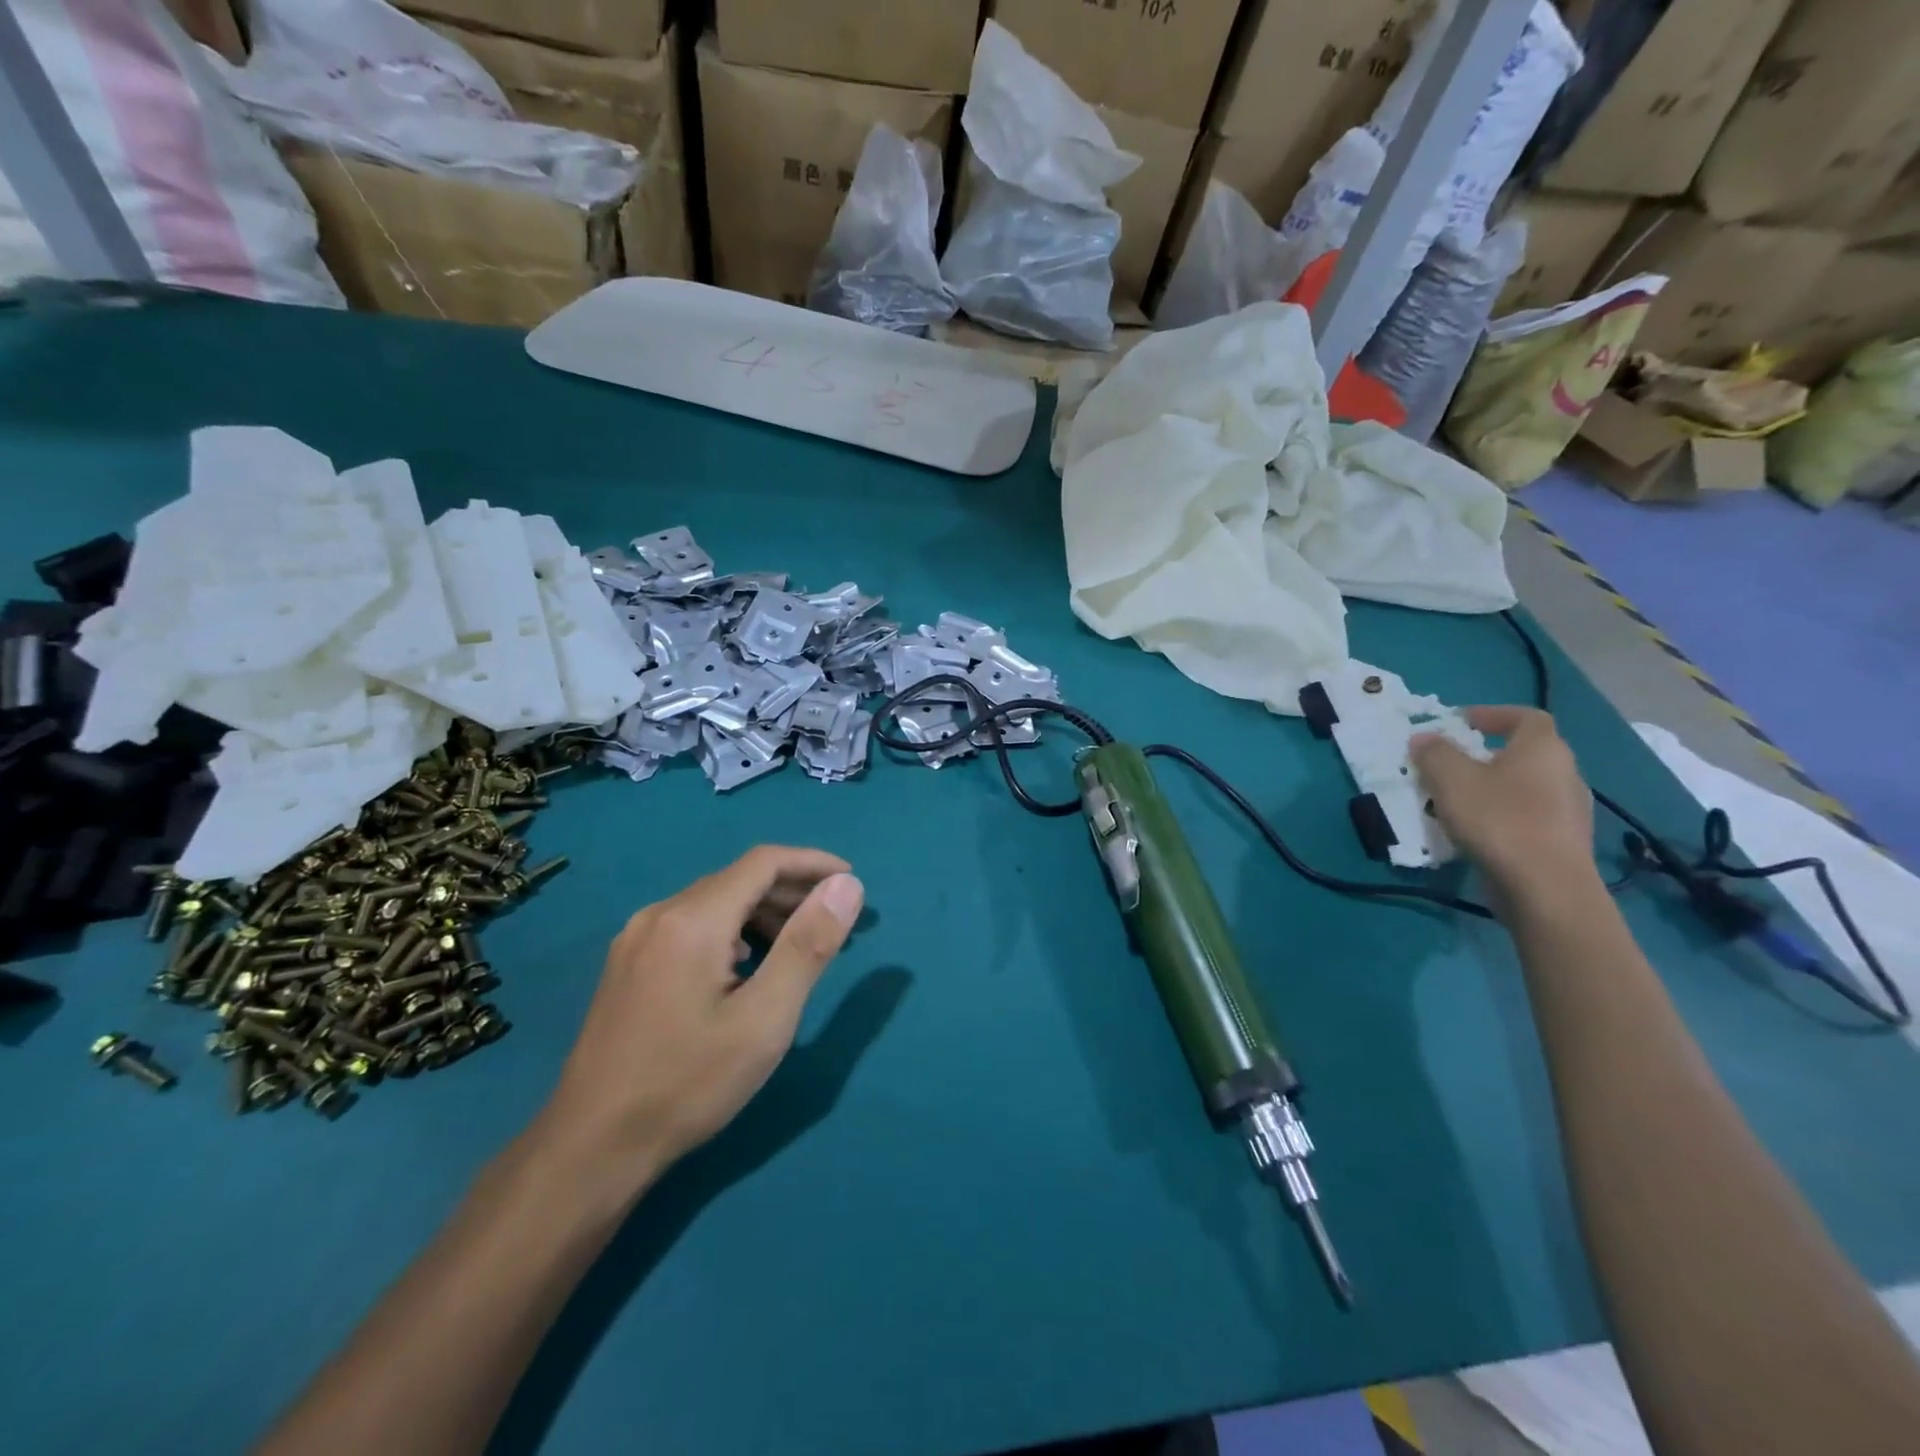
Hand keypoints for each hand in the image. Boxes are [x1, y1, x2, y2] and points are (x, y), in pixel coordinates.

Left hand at [539, 846, 863, 1191]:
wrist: (592, 1147)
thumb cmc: (688, 1083)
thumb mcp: (765, 1019)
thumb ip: (808, 945)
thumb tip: (846, 885)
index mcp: (692, 920)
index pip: (763, 862)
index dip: (812, 863)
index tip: (851, 881)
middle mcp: (659, 914)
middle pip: (738, 879)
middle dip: (793, 890)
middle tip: (837, 920)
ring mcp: (637, 939)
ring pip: (714, 902)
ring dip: (763, 911)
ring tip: (802, 942)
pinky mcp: (629, 964)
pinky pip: (692, 926)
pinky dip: (733, 930)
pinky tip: (749, 963)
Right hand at [1411, 706, 1598, 908]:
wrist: (1545, 888)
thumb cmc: (1498, 820)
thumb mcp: (1451, 780)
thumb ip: (1434, 753)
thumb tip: (1424, 737)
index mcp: (1543, 749)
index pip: (1526, 717)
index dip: (1492, 714)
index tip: (1460, 722)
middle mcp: (1565, 774)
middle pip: (1524, 753)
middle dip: (1485, 755)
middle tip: (1448, 764)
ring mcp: (1568, 811)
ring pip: (1523, 787)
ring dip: (1490, 787)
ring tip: (1453, 800)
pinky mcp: (1561, 843)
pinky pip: (1526, 817)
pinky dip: (1499, 816)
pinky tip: (1473, 831)